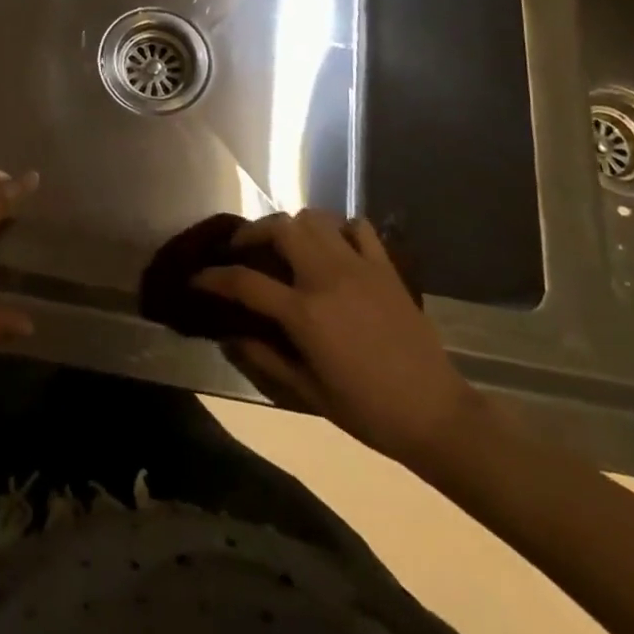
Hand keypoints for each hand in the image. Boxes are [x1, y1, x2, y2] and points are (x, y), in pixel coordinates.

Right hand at [193, 210, 481, 468]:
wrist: (436, 414)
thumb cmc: (368, 411)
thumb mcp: (308, 394)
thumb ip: (264, 359)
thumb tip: (229, 336)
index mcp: (305, 312)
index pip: (245, 282)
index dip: (214, 278)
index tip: (197, 278)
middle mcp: (327, 277)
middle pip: (280, 229)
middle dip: (253, 233)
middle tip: (243, 249)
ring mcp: (360, 266)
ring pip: (315, 218)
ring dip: (293, 226)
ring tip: (285, 245)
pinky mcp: (386, 267)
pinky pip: (358, 228)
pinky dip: (340, 228)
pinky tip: (333, 247)